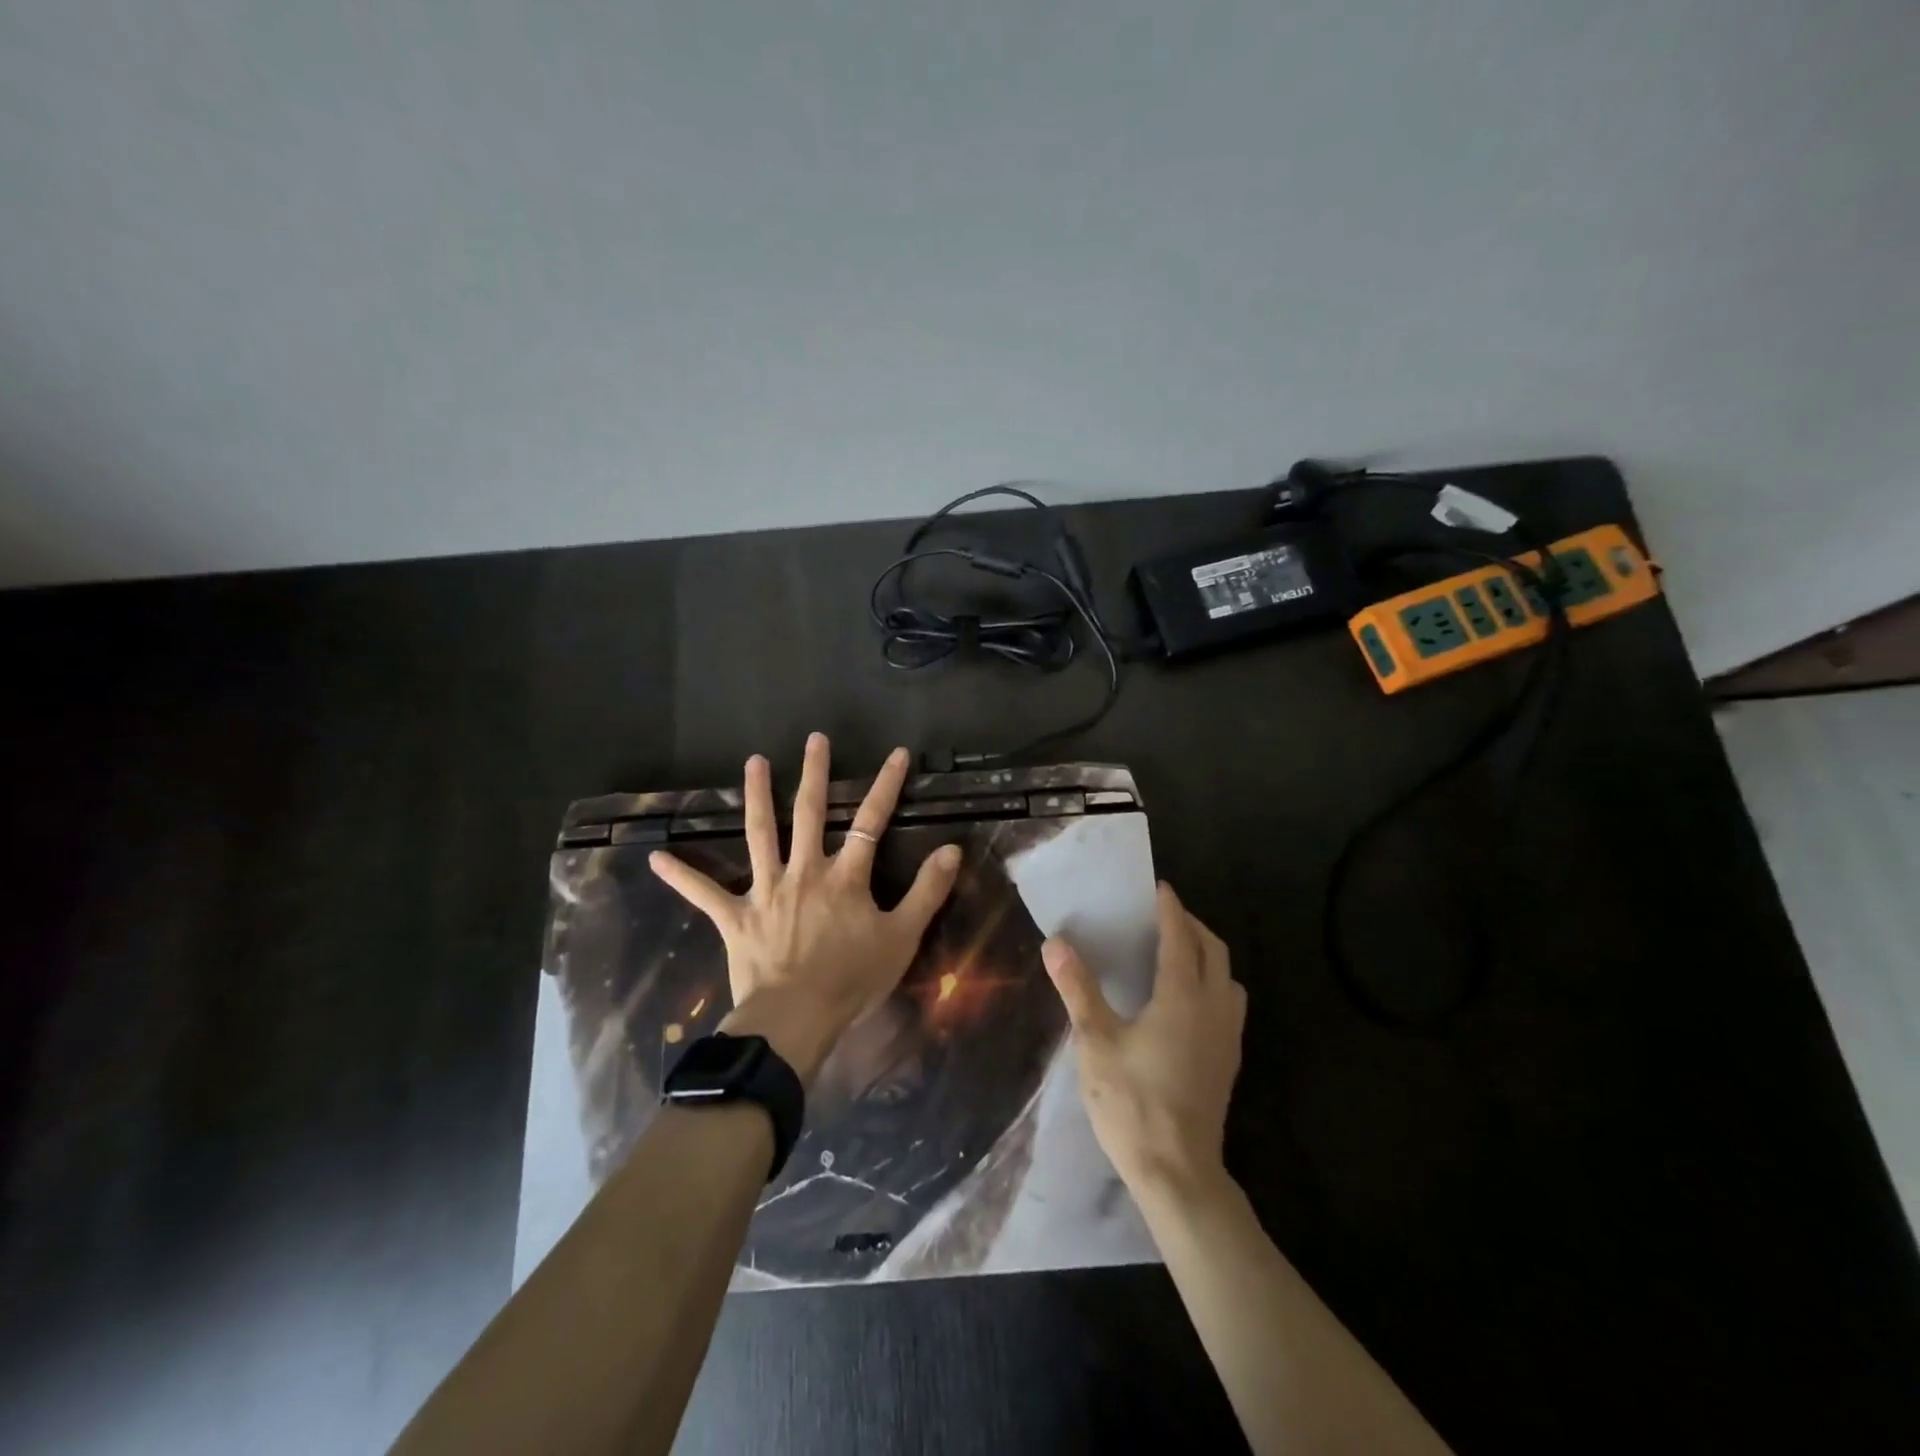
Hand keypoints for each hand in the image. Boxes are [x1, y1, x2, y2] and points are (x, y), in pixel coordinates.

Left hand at [648, 732, 961, 1084]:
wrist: (796, 1019)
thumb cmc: (852, 980)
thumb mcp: (902, 938)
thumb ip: (927, 892)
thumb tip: (951, 849)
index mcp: (845, 877)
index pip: (871, 821)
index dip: (886, 786)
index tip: (897, 753)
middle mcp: (804, 871)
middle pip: (809, 813)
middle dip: (814, 773)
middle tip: (813, 739)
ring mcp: (766, 891)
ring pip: (760, 835)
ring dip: (757, 797)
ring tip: (754, 763)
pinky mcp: (735, 916)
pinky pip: (704, 893)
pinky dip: (681, 876)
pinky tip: (655, 857)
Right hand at [1042, 882, 1245, 1197]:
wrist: (1178, 1174)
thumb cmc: (1132, 1102)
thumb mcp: (1096, 1042)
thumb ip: (1078, 989)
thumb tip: (1055, 944)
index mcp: (1182, 997)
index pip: (1180, 937)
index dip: (1170, 909)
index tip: (1158, 888)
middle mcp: (1213, 1009)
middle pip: (1213, 951)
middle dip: (1192, 926)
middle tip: (1163, 916)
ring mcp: (1226, 1037)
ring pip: (1227, 978)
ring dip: (1207, 955)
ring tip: (1177, 953)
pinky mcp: (1227, 1061)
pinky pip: (1228, 1004)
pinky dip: (1212, 983)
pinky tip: (1186, 1001)